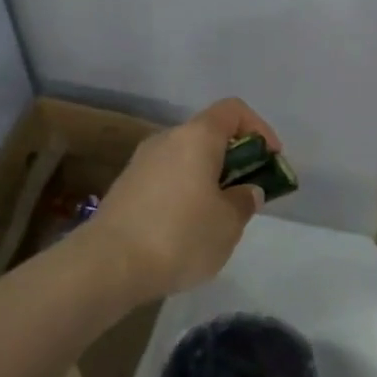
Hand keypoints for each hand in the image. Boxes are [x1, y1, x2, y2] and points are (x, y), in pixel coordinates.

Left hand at [86, 98, 278, 299]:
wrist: (107, 265)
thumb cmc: (179, 236)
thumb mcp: (228, 224)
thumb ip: (244, 201)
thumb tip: (246, 191)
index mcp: (196, 136)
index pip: (234, 110)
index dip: (259, 130)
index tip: (270, 161)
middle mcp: (166, 139)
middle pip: (209, 134)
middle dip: (234, 160)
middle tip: (248, 194)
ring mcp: (141, 162)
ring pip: (186, 159)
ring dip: (209, 178)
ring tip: (219, 217)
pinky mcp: (125, 187)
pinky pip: (167, 178)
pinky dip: (185, 192)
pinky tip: (186, 229)